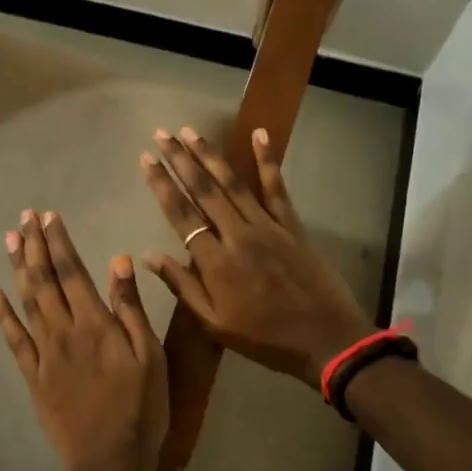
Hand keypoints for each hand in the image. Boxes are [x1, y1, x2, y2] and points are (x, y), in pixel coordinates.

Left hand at [0, 210, 167, 470]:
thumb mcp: (149, 355)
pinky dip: (2, 315)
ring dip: (18, 269)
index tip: (48, 216)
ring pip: (26, 303)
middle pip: (44, 281)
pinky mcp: (33, 378)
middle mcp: (64, 331)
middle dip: (34, 246)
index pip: (72, 271)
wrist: (109, 461)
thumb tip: (118, 262)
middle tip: (25, 217)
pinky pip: (14, 340)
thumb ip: (131, 308)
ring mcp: (44, 355)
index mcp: (95, 323)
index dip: (58, 242)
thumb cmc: (142, 408)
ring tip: (11, 240)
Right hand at [140, 127, 376, 385]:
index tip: (146, 159)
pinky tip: (260, 134)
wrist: (324, 339)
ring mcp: (268, 226)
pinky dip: (267, 160)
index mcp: (215, 262)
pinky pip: (277, 188)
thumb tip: (149, 257)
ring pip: (234, 184)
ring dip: (210, 156)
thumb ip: (182, 287)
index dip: (162, 185)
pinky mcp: (292, 225)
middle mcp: (238, 235)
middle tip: (162, 134)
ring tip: (191, 131)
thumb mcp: (215, 323)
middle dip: (181, 160)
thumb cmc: (264, 338)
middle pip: (204, 191)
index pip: (181, 215)